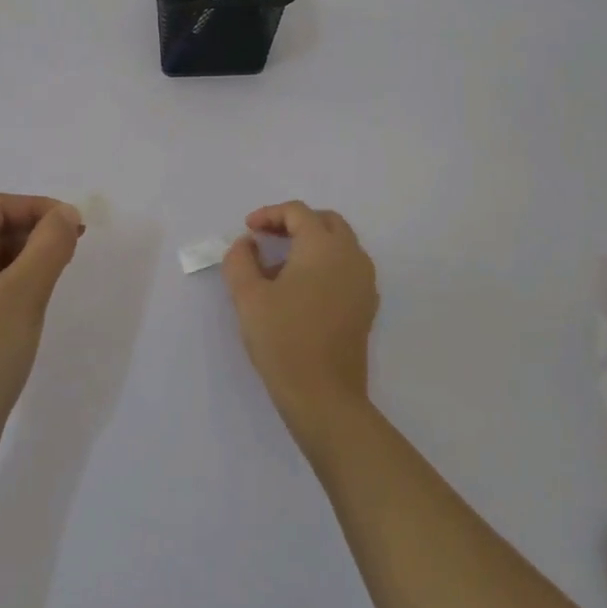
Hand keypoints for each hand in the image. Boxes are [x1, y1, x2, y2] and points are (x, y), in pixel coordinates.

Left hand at [0, 193, 84, 453]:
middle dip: (32, 232)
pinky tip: (33, 300)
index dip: (38, 208)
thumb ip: (49, 246)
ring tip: (59, 271)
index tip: (77, 224)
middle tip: (74, 247)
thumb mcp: (23, 294)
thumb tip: (66, 214)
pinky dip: (10, 284)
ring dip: (24, 258)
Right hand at [222, 201, 378, 440]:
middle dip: (294, 223)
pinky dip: (324, 264)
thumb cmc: (283, 339)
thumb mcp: (247, 296)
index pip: (298, 212)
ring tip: (278, 266)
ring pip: (339, 244)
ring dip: (310, 243)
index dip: (269, 214)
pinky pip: (347, 268)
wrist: (323, 395)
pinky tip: (300, 289)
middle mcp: (351, 256)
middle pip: (325, 222)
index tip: (247, 230)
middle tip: (266, 239)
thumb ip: (240, 260)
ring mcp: (364, 281)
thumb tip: (246, 244)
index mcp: (323, 247)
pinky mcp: (366, 305)